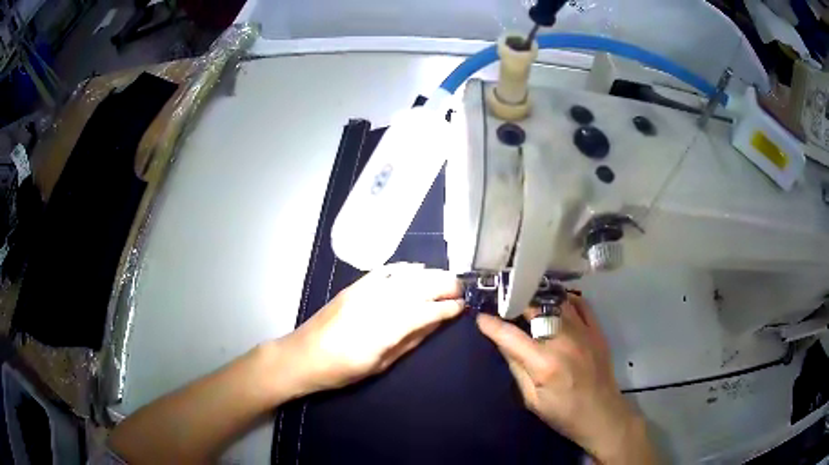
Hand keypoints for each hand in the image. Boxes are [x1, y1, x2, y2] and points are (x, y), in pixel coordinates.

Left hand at [283, 262, 462, 394]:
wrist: (302, 356)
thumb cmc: (341, 370)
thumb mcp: (380, 364)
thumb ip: (410, 340)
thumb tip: (436, 323)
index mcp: (384, 330)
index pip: (425, 311)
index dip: (447, 307)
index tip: (463, 306)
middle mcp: (376, 304)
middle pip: (417, 287)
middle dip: (443, 284)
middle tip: (461, 288)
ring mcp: (363, 291)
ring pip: (404, 276)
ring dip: (429, 274)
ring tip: (447, 278)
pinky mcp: (353, 286)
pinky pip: (384, 271)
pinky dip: (404, 268)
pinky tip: (418, 268)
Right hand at [476, 295, 656, 464]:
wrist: (602, 414)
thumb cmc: (563, 413)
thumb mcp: (532, 399)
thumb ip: (516, 368)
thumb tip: (501, 342)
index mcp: (544, 363)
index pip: (510, 336)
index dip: (491, 324)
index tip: (480, 316)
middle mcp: (563, 340)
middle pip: (534, 310)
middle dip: (515, 304)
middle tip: (504, 304)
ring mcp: (583, 332)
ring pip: (557, 302)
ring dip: (539, 300)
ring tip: (527, 300)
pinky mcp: (597, 331)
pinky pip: (581, 304)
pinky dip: (566, 300)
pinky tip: (556, 303)